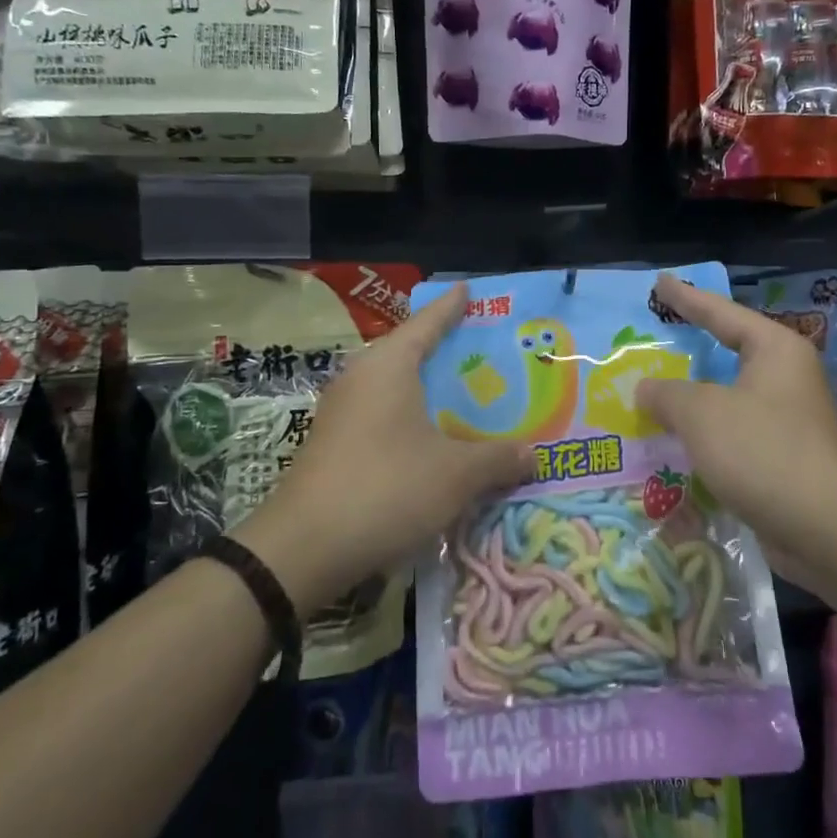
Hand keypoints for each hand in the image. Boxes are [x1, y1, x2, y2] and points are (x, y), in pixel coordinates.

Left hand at [238, 282, 533, 616]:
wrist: (303, 548)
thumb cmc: (386, 489)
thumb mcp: (456, 475)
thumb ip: (498, 459)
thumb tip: (533, 455)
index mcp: (389, 366)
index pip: (427, 322)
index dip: (451, 307)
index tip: (469, 289)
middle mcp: (361, 378)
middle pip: (410, 353)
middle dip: (447, 352)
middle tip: (486, 353)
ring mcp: (341, 413)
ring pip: (395, 389)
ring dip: (428, 393)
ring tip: (467, 399)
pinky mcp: (333, 445)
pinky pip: (382, 417)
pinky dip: (411, 420)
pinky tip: (433, 442)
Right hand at [636, 273, 836, 584]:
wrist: (823, 528)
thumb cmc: (762, 452)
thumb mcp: (701, 414)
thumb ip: (667, 393)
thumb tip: (646, 389)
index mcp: (776, 350)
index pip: (722, 313)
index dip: (686, 298)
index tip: (660, 281)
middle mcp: (786, 376)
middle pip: (729, 350)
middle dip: (690, 346)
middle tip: (655, 334)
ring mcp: (788, 417)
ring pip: (728, 394)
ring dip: (692, 396)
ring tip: (653, 390)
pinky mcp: (782, 454)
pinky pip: (733, 429)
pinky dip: (704, 430)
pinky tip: (675, 438)